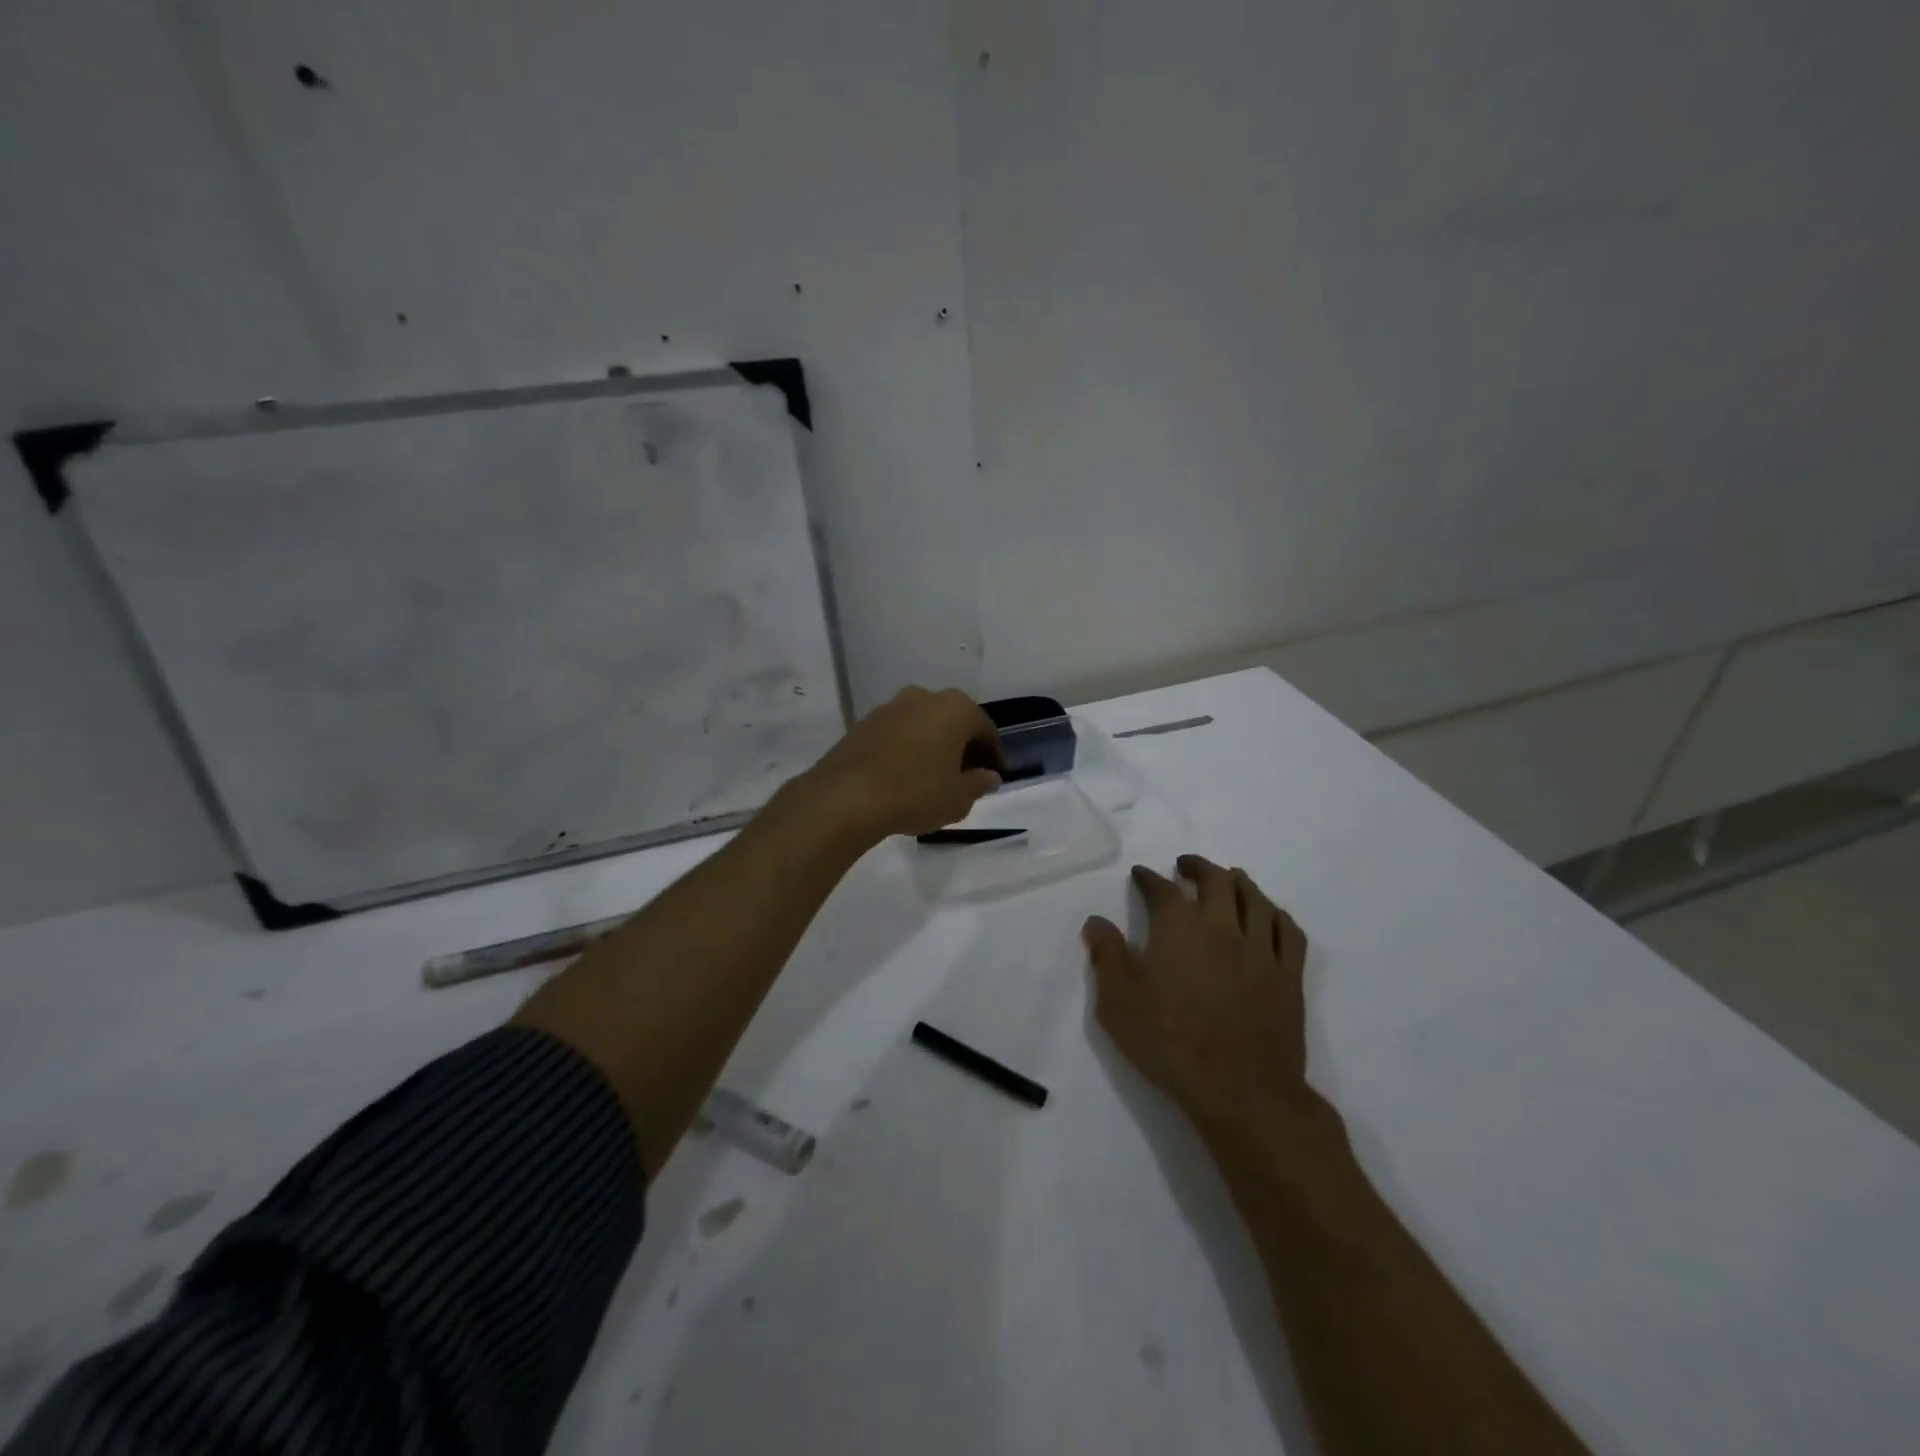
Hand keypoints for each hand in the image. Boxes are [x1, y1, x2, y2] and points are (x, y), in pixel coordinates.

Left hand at [799, 686, 1005, 841]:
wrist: (847, 796)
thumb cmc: (916, 793)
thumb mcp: (958, 798)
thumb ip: (978, 784)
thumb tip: (989, 776)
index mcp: (956, 708)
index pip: (986, 730)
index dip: (993, 756)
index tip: (995, 777)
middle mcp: (924, 697)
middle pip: (953, 722)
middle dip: (963, 747)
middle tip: (967, 777)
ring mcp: (891, 707)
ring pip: (924, 725)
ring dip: (933, 746)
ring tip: (934, 778)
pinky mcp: (864, 722)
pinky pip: (898, 734)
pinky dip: (908, 749)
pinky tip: (905, 776)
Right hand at [1083, 856, 1310, 1131]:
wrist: (1240, 1092)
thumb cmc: (1171, 1045)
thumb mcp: (1119, 1005)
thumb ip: (1106, 958)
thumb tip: (1096, 922)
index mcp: (1179, 929)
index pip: (1162, 890)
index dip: (1149, 878)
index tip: (1141, 875)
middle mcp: (1222, 927)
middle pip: (1215, 881)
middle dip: (1198, 867)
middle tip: (1185, 866)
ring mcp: (1260, 950)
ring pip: (1255, 898)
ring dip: (1238, 881)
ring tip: (1228, 878)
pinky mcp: (1288, 976)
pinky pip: (1288, 931)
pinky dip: (1276, 914)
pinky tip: (1268, 915)